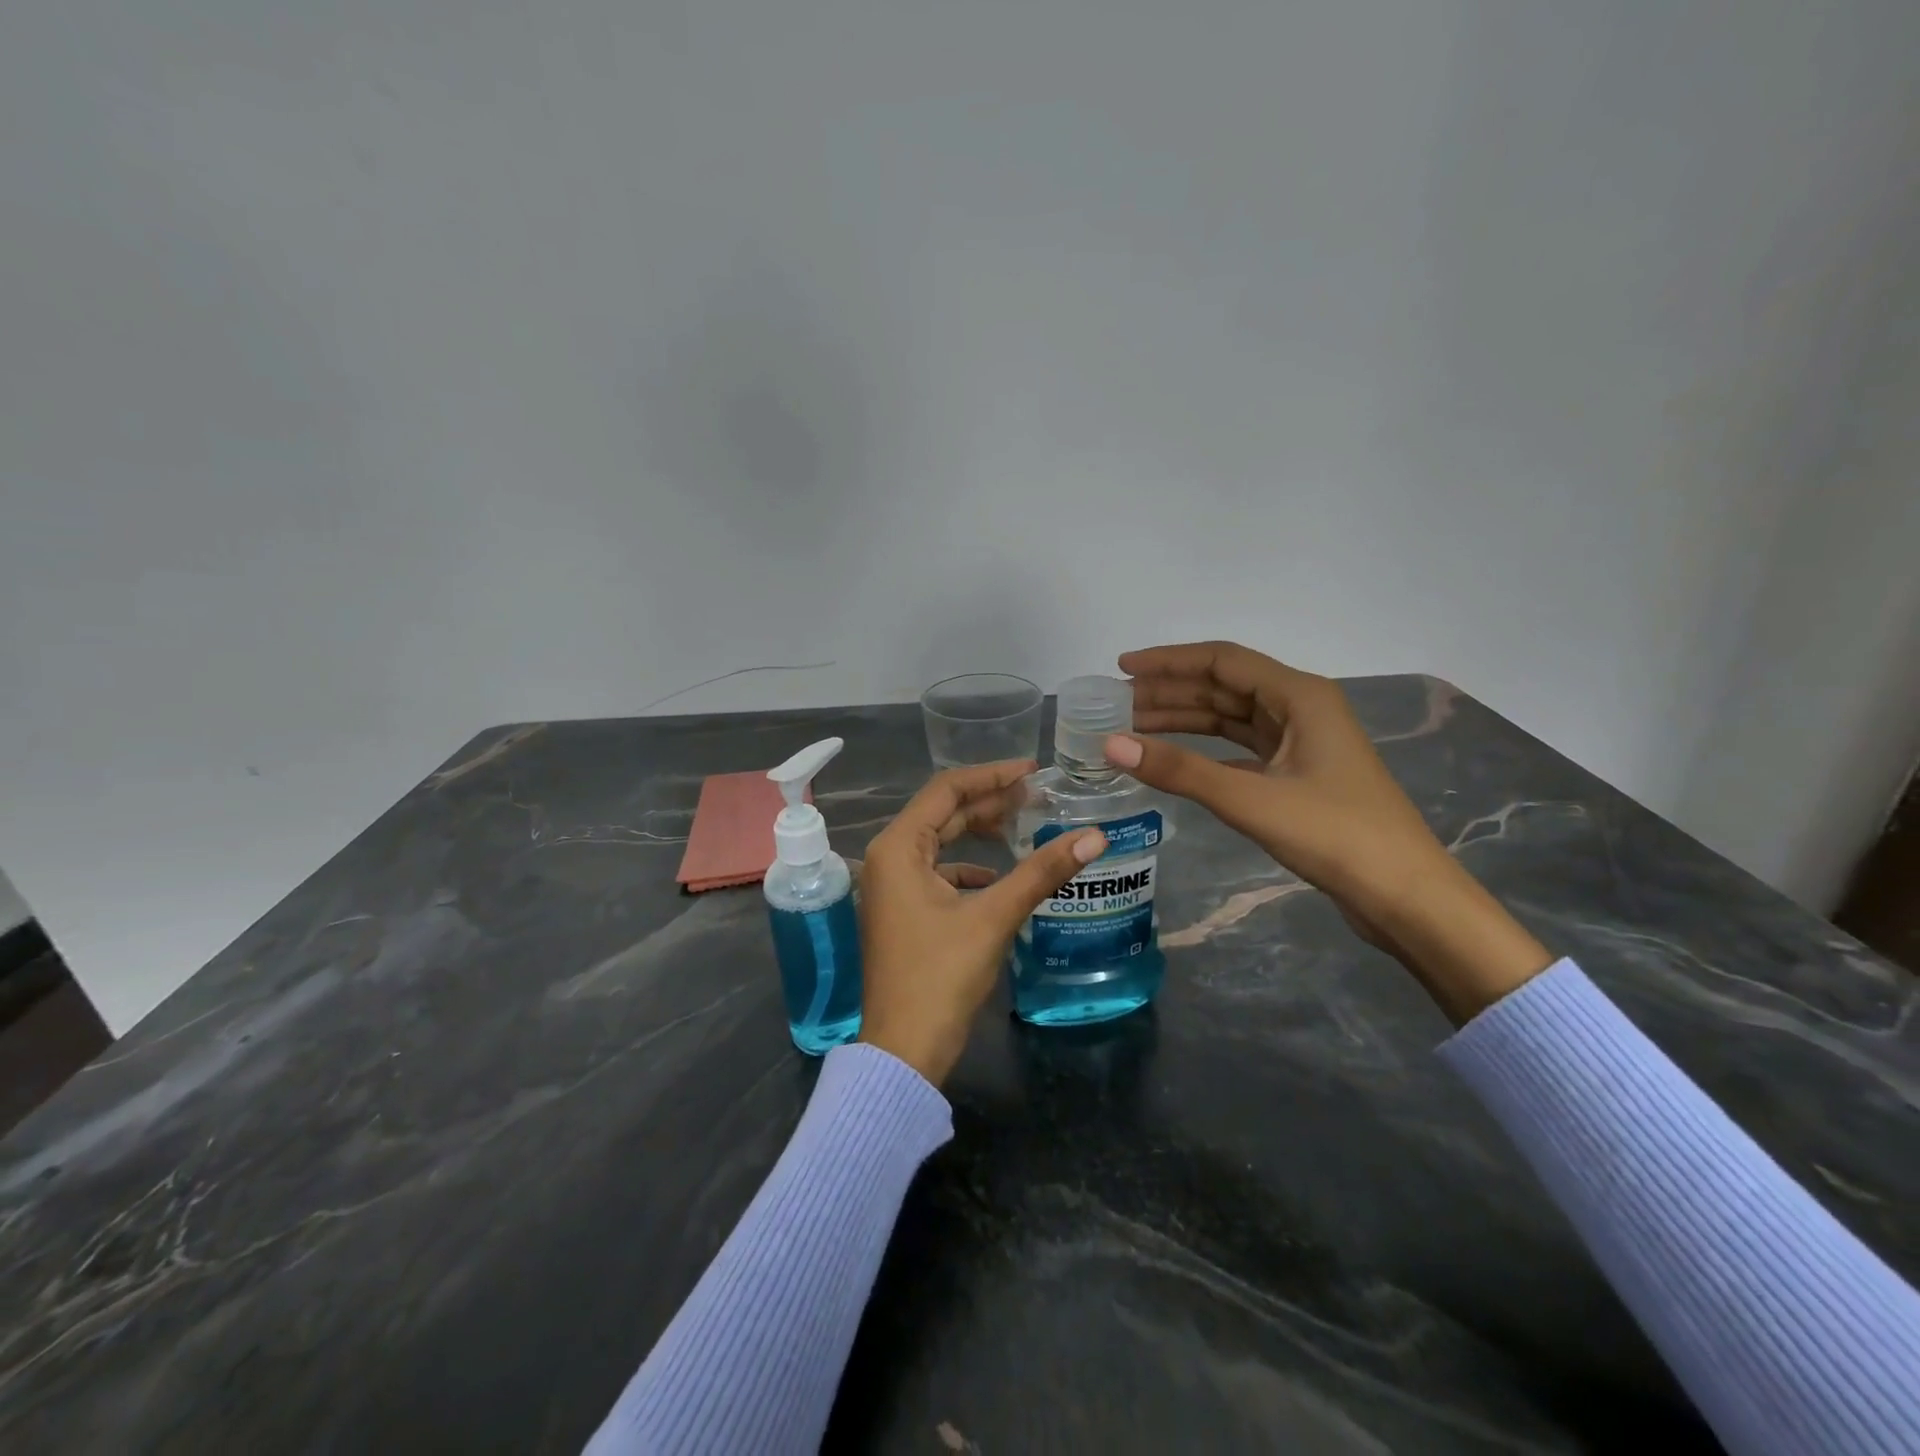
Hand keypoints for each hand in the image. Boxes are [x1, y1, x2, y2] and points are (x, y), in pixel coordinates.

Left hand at [858, 760, 1106, 1084]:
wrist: (904, 1050)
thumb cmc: (941, 976)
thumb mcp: (993, 917)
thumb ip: (1042, 872)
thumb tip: (1095, 836)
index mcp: (898, 848)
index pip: (946, 790)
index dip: (991, 775)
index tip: (1033, 771)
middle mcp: (887, 858)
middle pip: (941, 813)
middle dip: (988, 802)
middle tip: (1037, 796)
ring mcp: (891, 887)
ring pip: (939, 843)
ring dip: (978, 833)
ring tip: (1023, 826)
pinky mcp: (902, 911)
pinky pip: (936, 873)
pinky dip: (968, 868)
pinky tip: (998, 878)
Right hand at [1108, 641, 1551, 1022]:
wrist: (1404, 896)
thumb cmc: (1334, 835)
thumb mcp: (1250, 799)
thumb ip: (1179, 770)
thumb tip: (1110, 744)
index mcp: (1300, 696)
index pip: (1222, 661)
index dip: (1168, 661)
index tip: (1121, 668)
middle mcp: (1300, 708)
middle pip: (1223, 687)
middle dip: (1169, 692)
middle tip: (1116, 705)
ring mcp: (1300, 742)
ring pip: (1230, 718)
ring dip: (1184, 720)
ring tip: (1132, 728)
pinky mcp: (1297, 774)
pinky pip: (1240, 748)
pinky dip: (1204, 750)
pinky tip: (1173, 759)